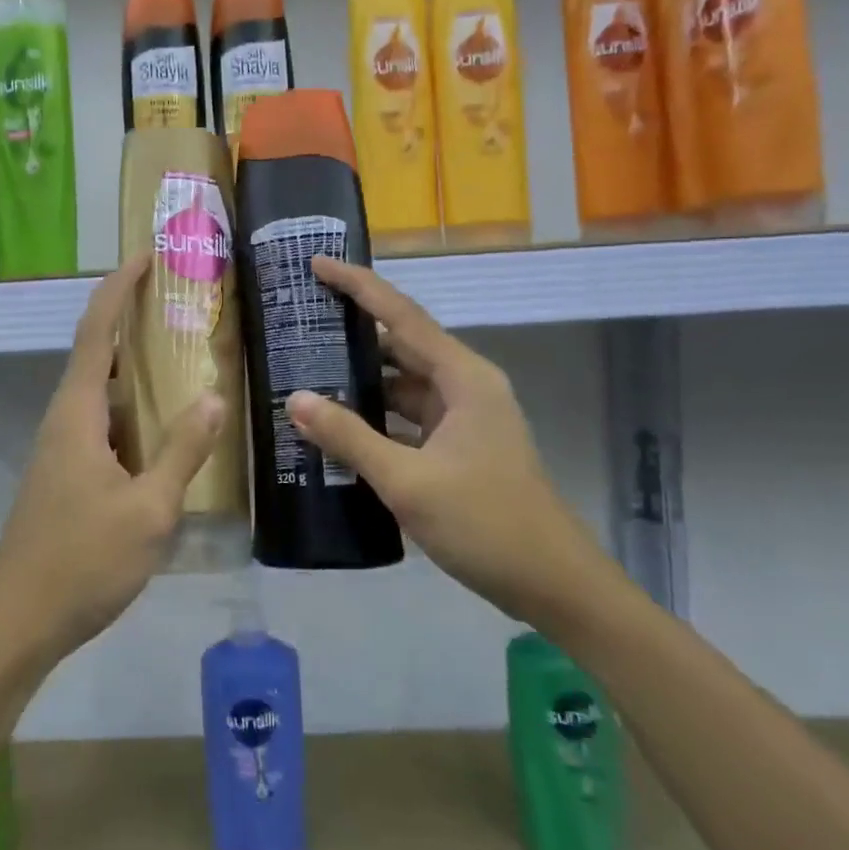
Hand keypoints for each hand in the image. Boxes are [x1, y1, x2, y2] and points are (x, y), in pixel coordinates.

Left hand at [0, 254, 226, 673]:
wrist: (18, 622)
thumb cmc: (82, 561)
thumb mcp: (148, 510)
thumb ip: (182, 451)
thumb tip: (212, 397)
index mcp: (78, 412)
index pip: (97, 330)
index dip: (120, 287)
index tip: (149, 257)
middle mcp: (66, 418)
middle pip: (98, 351)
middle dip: (134, 318)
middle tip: (183, 302)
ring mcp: (64, 447)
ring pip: (103, 390)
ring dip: (137, 366)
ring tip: (185, 355)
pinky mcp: (68, 473)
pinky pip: (106, 422)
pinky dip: (135, 407)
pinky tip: (167, 424)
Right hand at [284, 256, 620, 629]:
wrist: (553, 585)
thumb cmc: (486, 523)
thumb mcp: (408, 480)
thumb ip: (349, 437)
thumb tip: (295, 399)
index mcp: (463, 378)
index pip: (401, 315)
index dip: (359, 286)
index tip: (318, 264)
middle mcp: (465, 386)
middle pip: (401, 344)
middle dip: (353, 332)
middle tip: (300, 321)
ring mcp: (464, 418)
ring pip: (403, 385)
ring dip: (362, 381)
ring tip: (306, 371)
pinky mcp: (459, 447)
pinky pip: (408, 418)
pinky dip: (376, 417)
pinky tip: (339, 427)